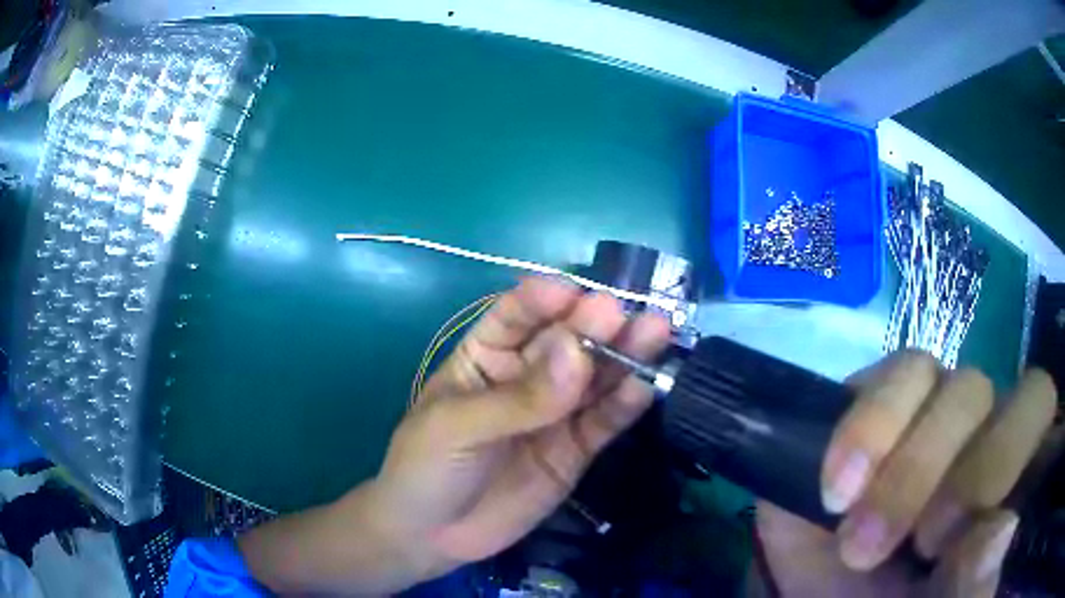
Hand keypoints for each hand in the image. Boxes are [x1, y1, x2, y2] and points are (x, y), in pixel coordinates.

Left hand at [239, 277, 669, 594]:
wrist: (431, 536)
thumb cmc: (426, 466)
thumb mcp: (458, 427)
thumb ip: (520, 398)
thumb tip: (576, 352)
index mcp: (486, 355)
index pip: (516, 316)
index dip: (543, 300)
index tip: (572, 293)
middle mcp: (527, 376)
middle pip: (566, 342)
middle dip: (593, 325)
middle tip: (624, 314)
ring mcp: (556, 413)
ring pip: (595, 378)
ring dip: (625, 355)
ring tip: (656, 333)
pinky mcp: (576, 449)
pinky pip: (605, 422)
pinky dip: (627, 403)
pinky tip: (649, 384)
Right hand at [756, 351, 1057, 596]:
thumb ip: (981, 586)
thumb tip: (1001, 529)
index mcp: (1003, 470)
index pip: (1035, 397)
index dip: (1007, 448)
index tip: (958, 535)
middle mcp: (968, 431)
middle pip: (976, 386)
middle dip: (935, 466)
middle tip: (905, 544)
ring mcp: (915, 418)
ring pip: (921, 370)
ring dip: (891, 456)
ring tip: (853, 539)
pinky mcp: (863, 418)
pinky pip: (869, 383)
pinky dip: (857, 433)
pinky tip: (834, 493)